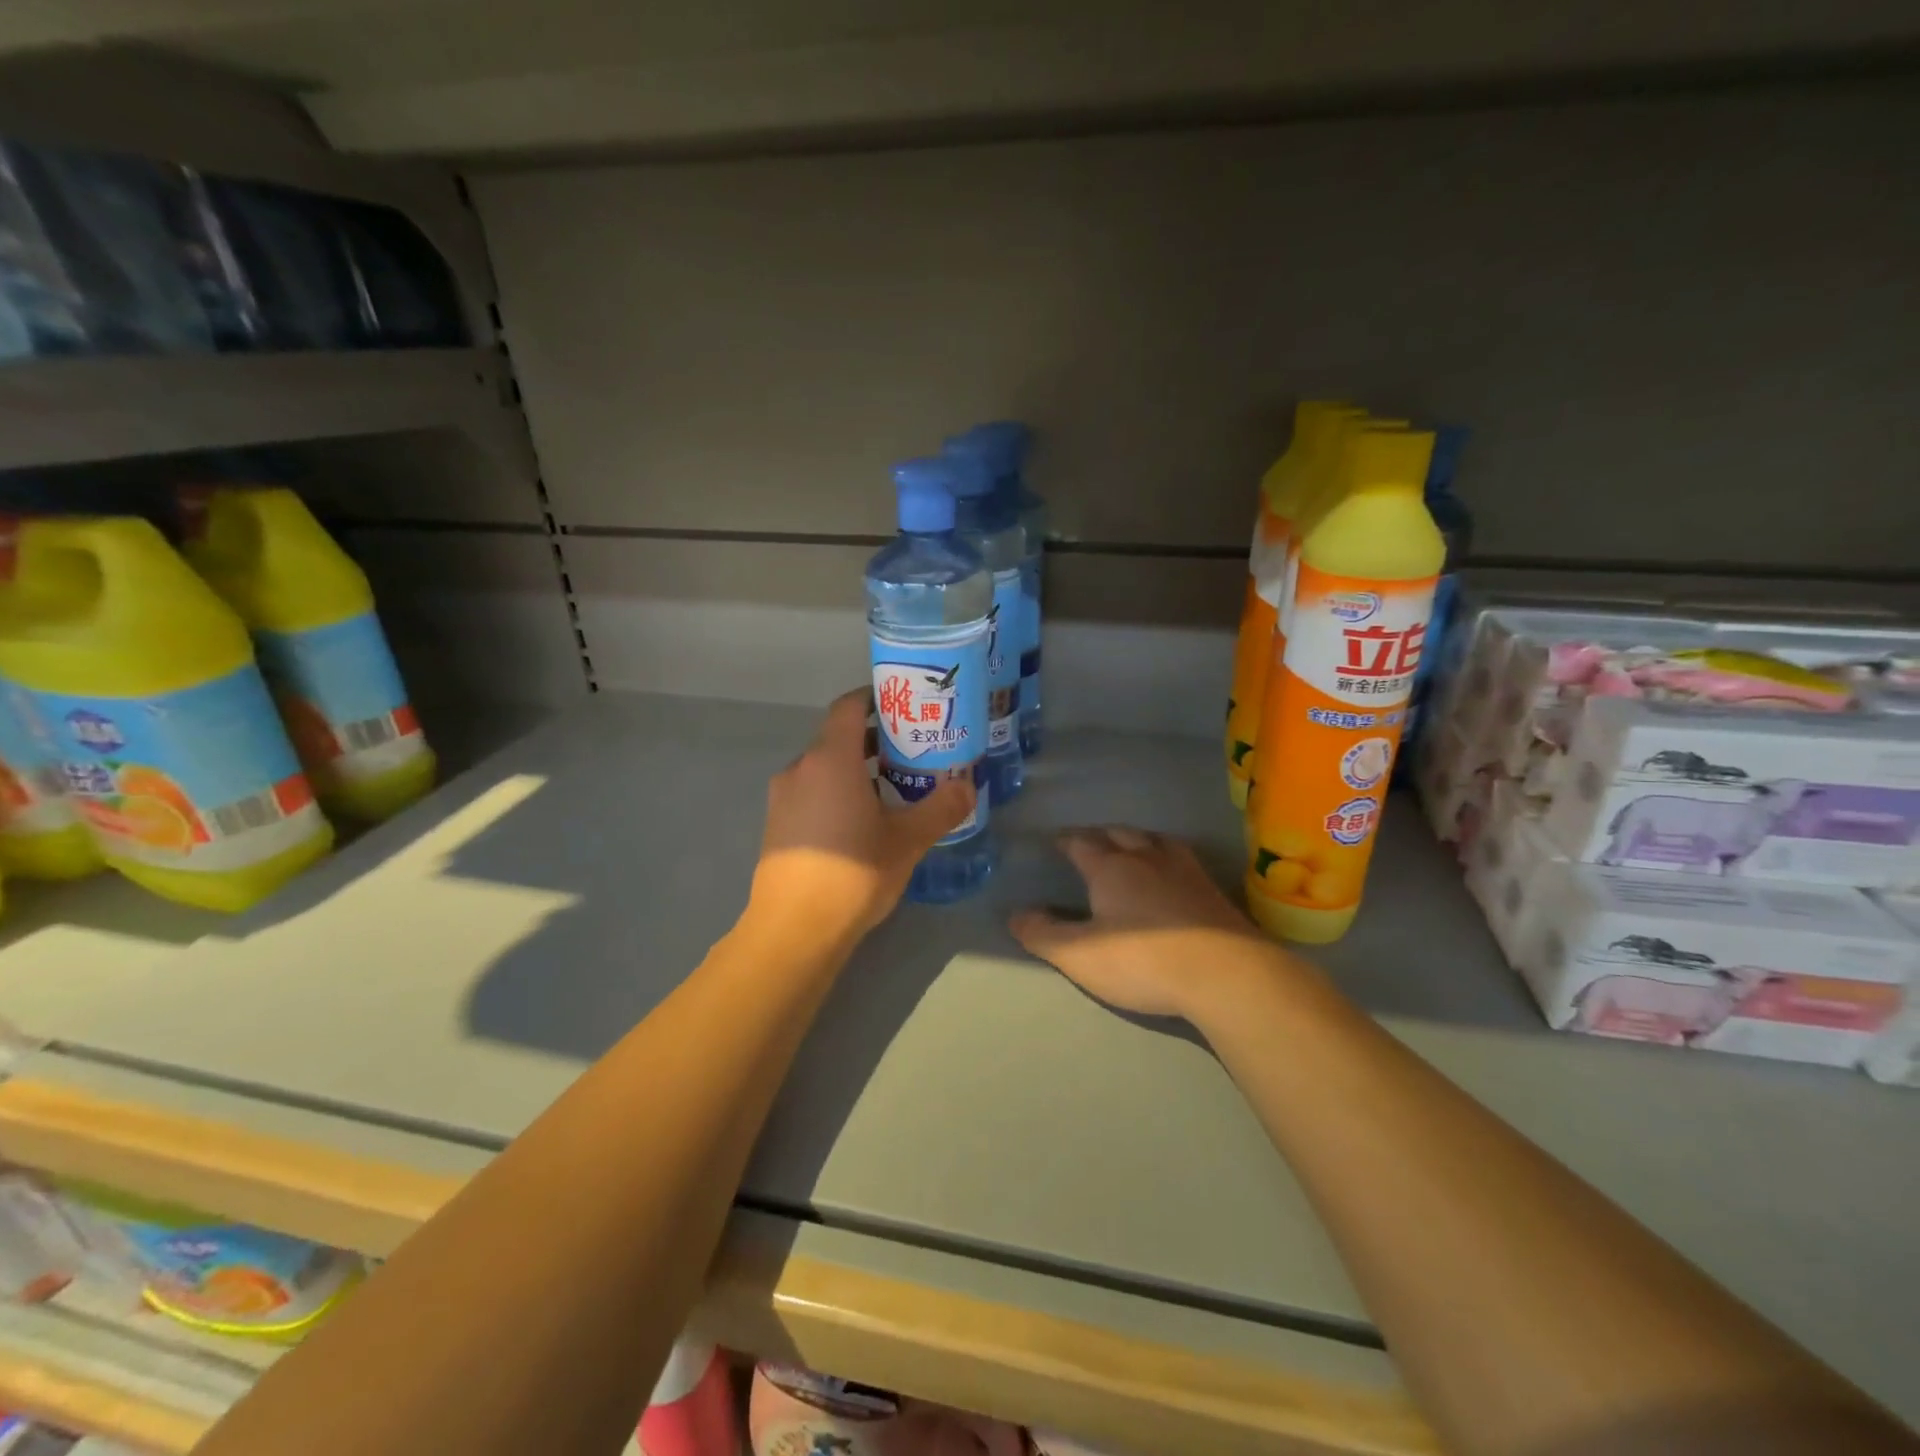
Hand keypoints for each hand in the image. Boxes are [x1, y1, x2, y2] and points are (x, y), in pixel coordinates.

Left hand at [749, 689, 974, 945]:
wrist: (795, 928)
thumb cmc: (853, 872)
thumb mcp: (908, 840)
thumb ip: (940, 809)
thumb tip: (968, 788)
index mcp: (831, 759)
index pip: (849, 706)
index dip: (875, 698)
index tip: (904, 704)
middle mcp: (801, 768)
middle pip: (838, 737)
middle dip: (874, 738)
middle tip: (912, 749)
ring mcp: (783, 796)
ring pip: (824, 766)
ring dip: (855, 767)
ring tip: (892, 785)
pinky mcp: (777, 823)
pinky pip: (811, 790)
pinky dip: (836, 790)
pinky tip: (861, 820)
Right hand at [1011, 826, 1291, 1019]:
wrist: (1225, 973)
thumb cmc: (1142, 960)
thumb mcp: (1079, 955)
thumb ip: (1043, 934)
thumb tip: (1015, 913)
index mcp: (1110, 867)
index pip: (1081, 843)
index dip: (1066, 841)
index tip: (1056, 841)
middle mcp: (1147, 857)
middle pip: (1119, 833)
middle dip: (1101, 835)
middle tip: (1090, 842)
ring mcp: (1185, 870)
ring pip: (1154, 840)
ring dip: (1137, 839)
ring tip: (1131, 846)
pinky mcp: (1213, 889)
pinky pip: (1182, 858)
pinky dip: (1167, 856)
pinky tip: (1172, 871)